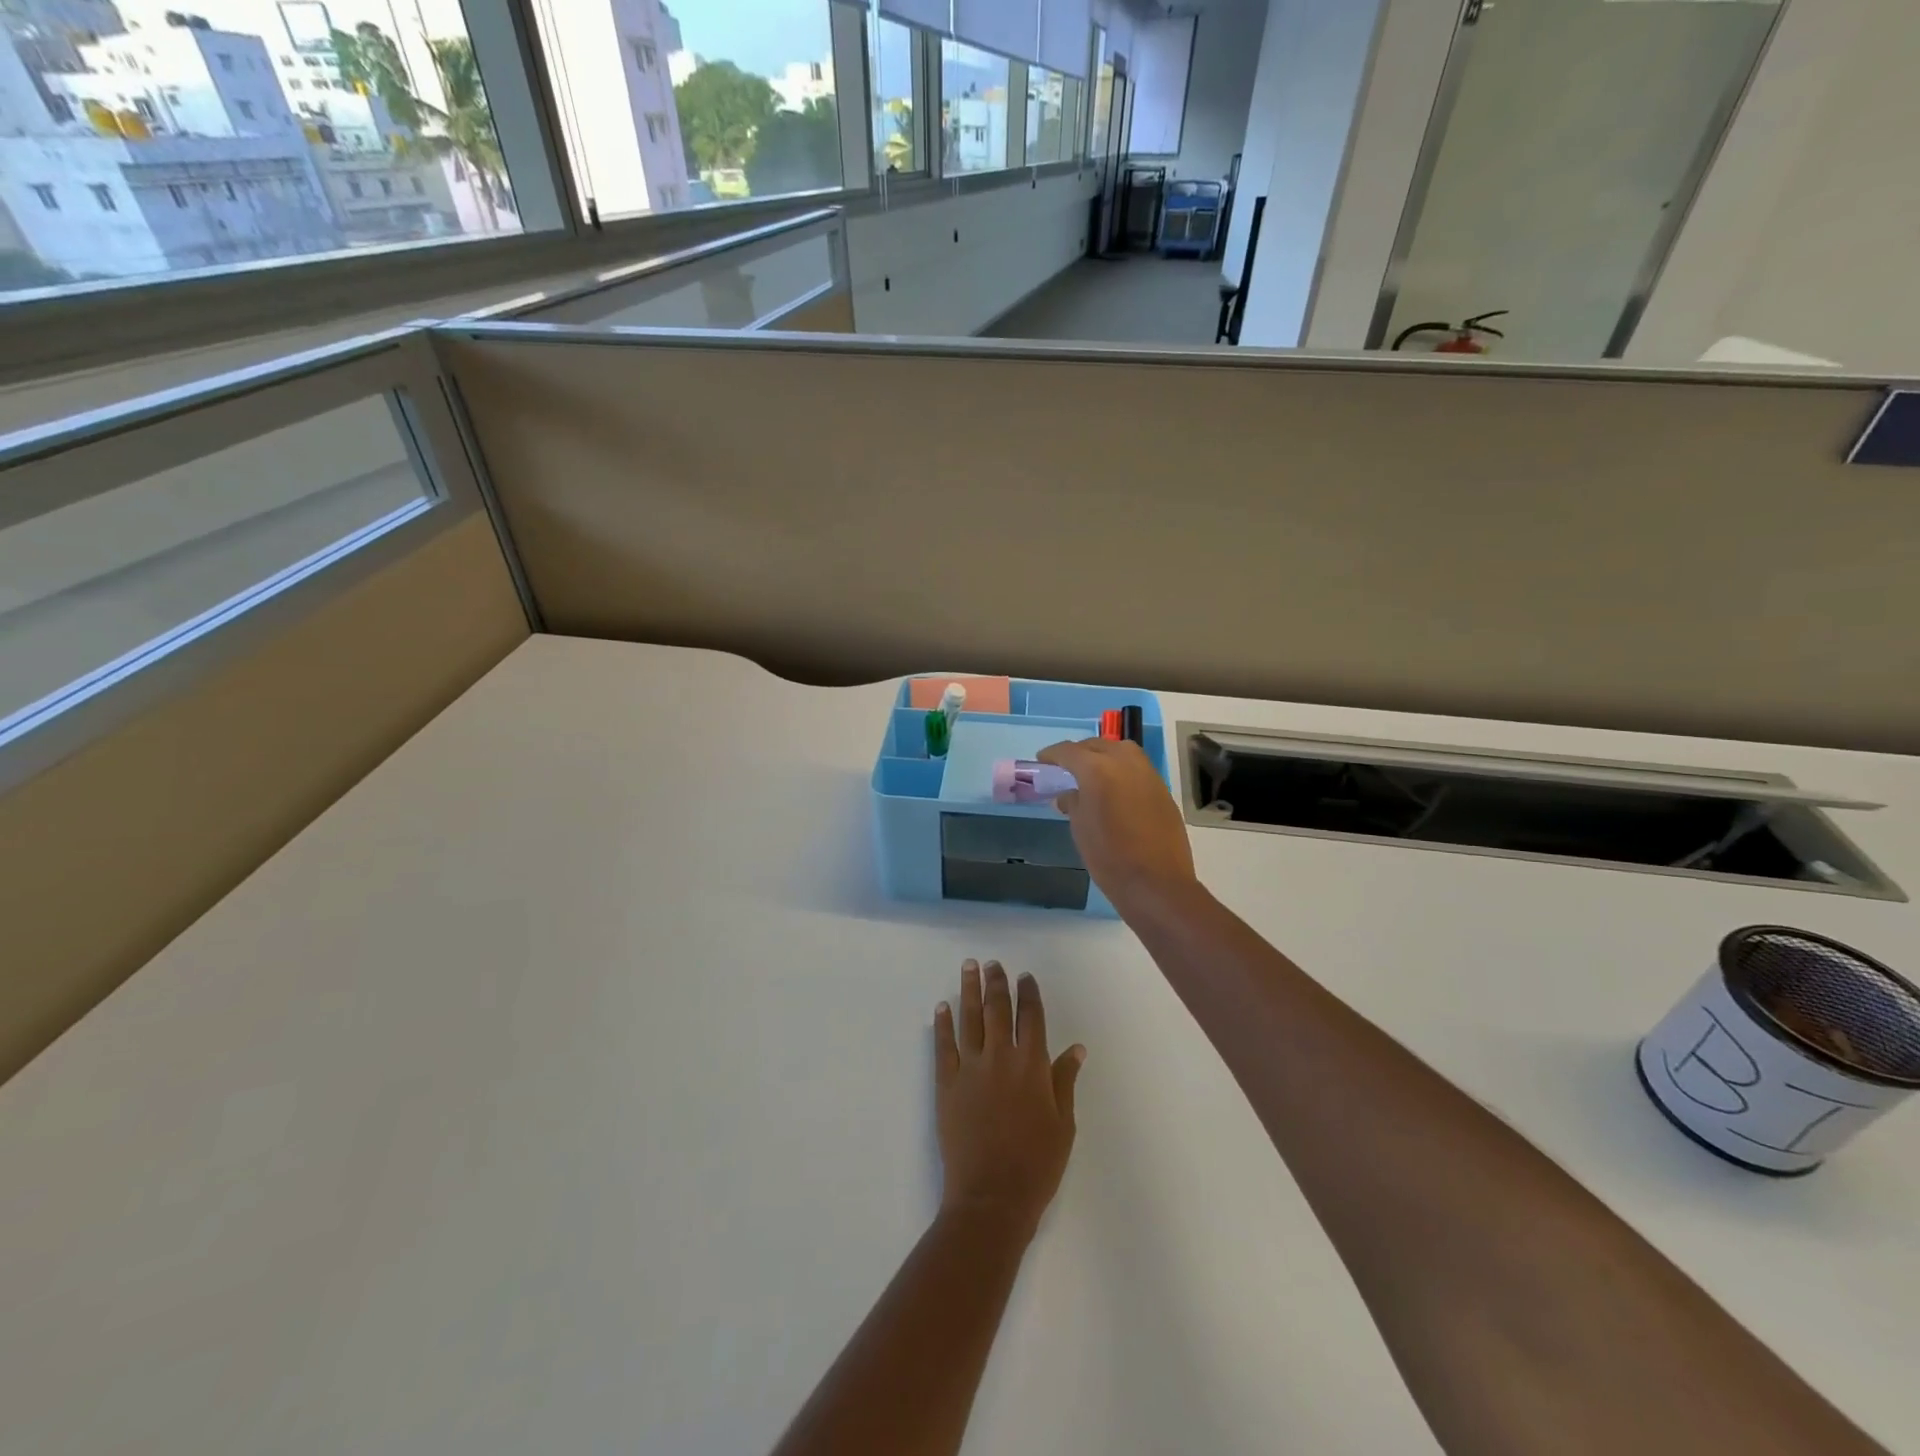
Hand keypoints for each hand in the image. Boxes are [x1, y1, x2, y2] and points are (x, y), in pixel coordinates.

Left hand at [933, 960, 1084, 1239]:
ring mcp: (970, 1068)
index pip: (1031, 1017)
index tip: (1025, 977)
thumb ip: (1065, 1081)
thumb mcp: (1064, 1125)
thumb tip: (1076, 1048)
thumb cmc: (1036, 1165)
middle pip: (998, 1009)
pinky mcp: (946, 1084)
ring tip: (968, 966)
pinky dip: (943, 1024)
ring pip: (970, 1018)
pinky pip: (944, 1046)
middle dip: (996, 983)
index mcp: (1032, 1065)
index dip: (1029, 994)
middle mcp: (1001, 1057)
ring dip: (969, 990)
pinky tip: (942, 1007)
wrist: (991, 1198)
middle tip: (992, 963)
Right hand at [1036, 739, 1198, 909]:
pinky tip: (1115, 790)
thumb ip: (1073, 803)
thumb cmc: (1109, 858)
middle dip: (1080, 752)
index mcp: (1098, 770)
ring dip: (1104, 756)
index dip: (1053, 754)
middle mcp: (1125, 763)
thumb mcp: (1080, 829)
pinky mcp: (1163, 790)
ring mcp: (1148, 775)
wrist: (1156, 883)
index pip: (1069, 752)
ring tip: (1092, 774)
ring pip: (1122, 751)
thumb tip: (1069, 795)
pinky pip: (1138, 769)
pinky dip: (1122, 770)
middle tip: (1066, 767)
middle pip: (1098, 745)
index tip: (1042, 760)